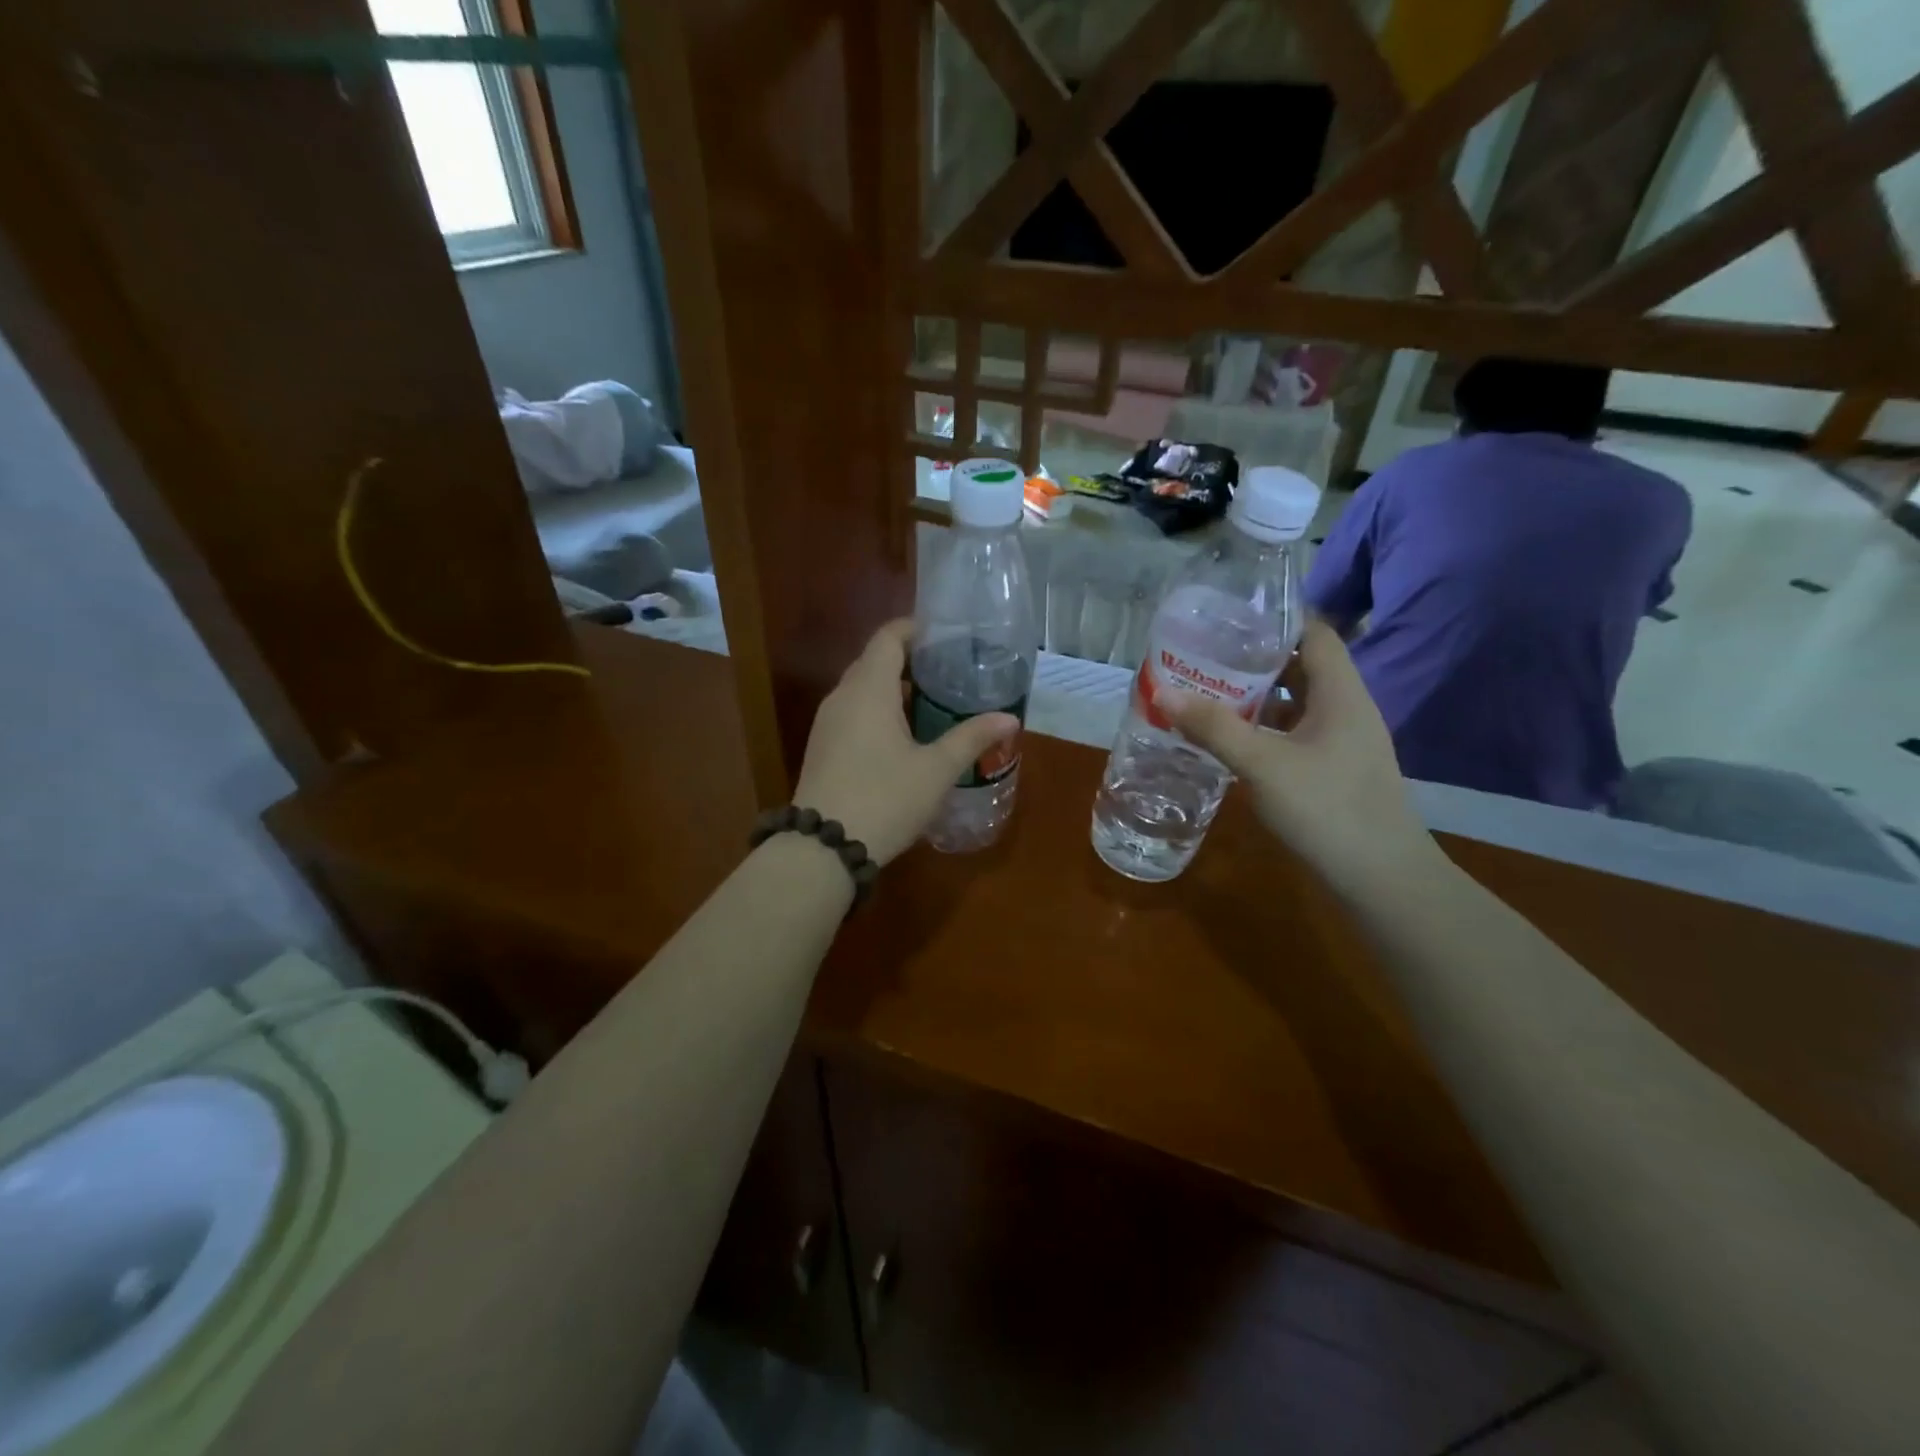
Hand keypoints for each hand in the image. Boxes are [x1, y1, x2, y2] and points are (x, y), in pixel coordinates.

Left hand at [792, 620, 1018, 865]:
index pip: (888, 637)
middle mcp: (842, 697)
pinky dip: (878, 711)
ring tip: (932, 703)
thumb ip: (971, 738)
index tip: (946, 638)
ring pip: (862, 689)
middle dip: (909, 660)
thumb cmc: (884, 798)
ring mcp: (827, 724)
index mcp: (868, 689)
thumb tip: (1009, 718)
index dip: (915, 630)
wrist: (823, 848)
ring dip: (893, 688)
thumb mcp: (936, 770)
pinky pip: (853, 713)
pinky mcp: (822, 748)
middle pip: (874, 661)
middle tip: (948, 672)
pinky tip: (903, 737)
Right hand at [1163, 620, 1440, 893]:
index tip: (1230, 618)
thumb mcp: (1263, 764)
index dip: (1277, 620)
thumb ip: (1214, 727)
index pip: (1316, 633)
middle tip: (1205, 657)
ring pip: (1296, 704)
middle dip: (1254, 660)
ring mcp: (1342, 742)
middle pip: (1302, 667)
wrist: (1381, 879)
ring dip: (1257, 698)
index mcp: (1341, 694)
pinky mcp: (1334, 770)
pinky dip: (1264, 730)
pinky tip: (1231, 740)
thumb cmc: (1327, 809)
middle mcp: (1346, 709)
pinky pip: (1295, 734)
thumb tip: (1163, 692)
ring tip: (1208, 693)